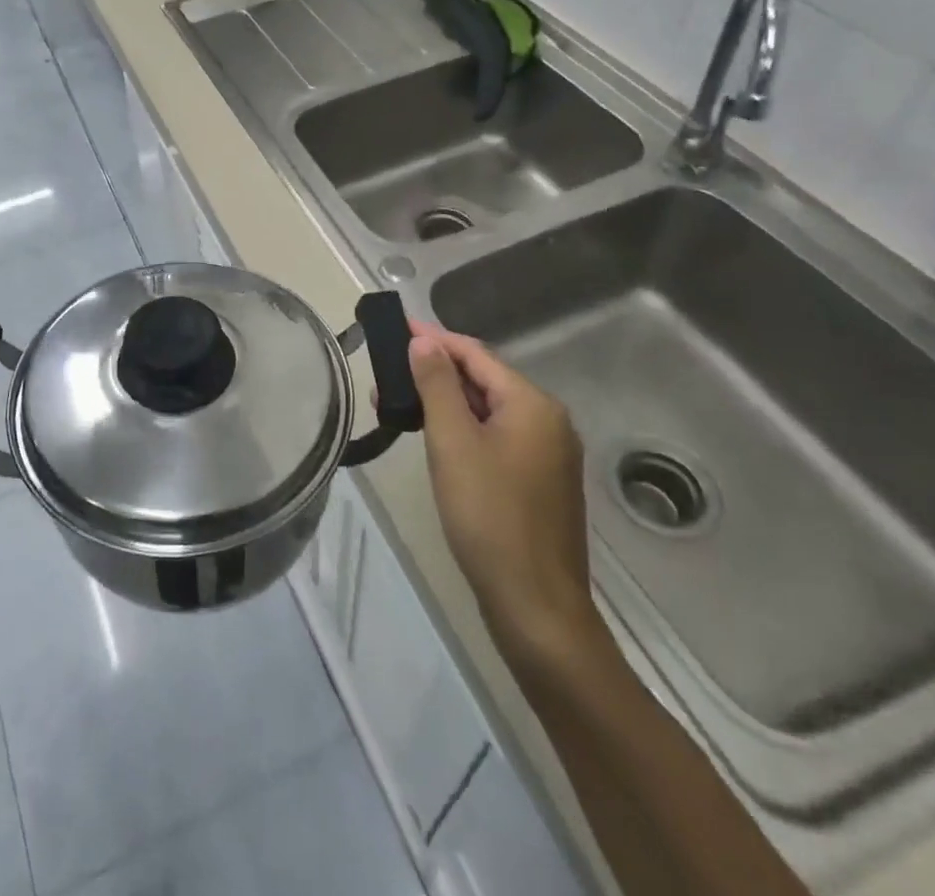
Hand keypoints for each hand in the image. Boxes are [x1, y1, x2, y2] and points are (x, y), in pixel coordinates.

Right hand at [407, 322, 600, 664]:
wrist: (535, 606)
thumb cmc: (489, 515)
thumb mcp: (453, 442)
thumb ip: (437, 385)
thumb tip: (425, 341)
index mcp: (532, 404)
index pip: (475, 354)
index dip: (434, 338)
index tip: (396, 327)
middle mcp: (548, 421)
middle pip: (483, 380)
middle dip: (434, 372)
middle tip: (386, 373)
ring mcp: (548, 453)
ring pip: (488, 411)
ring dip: (444, 402)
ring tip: (398, 404)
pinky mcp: (539, 481)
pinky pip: (496, 437)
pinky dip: (462, 429)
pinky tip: (434, 437)